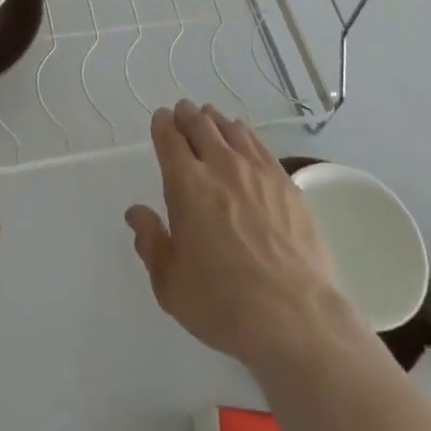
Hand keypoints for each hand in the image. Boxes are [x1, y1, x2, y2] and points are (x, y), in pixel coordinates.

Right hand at [125, 100, 358, 370]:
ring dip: (215, 121)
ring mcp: (257, 170)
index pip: (169, 138)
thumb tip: (136, 212)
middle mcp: (220, 165)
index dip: (162, 124)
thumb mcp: (170, 284)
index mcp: (187, 185)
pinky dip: (244, 134)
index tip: (161, 120)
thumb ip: (151, 242)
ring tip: (211, 121)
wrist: (294, 317)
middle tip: (182, 112)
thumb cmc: (223, 304)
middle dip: (187, 115)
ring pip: (231, 128)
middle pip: (200, 124)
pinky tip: (244, 139)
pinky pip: (259, 144)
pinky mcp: (285, 182)